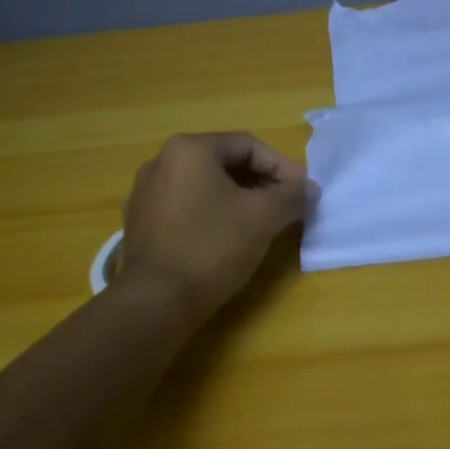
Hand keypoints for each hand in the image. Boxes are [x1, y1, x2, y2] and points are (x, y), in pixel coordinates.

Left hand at [117, 133, 314, 318]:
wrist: (155, 301)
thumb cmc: (212, 247)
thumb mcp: (264, 217)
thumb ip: (292, 196)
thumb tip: (308, 189)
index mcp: (190, 149)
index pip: (249, 146)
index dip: (283, 167)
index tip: (304, 191)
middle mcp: (162, 161)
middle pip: (225, 163)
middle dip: (262, 182)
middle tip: (287, 205)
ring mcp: (146, 193)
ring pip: (205, 186)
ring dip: (239, 199)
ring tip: (263, 223)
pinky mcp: (141, 223)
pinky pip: (186, 207)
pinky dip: (213, 214)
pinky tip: (229, 238)